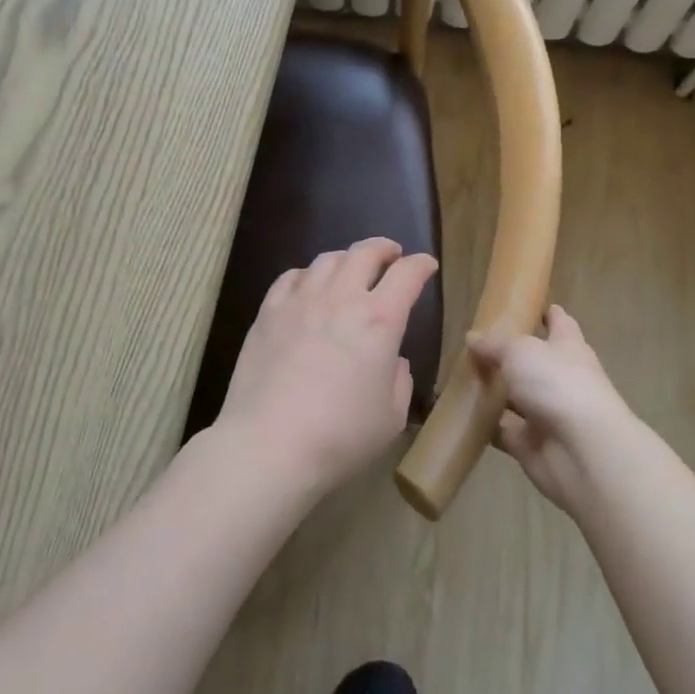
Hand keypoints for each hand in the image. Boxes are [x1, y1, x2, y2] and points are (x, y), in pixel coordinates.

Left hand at [215, 238, 438, 497]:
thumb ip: (399, 380)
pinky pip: (291, 277)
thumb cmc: (340, 436)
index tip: (427, 265)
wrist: (269, 444)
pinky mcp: (268, 312)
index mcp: (380, 320)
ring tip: (351, 268)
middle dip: (384, 249)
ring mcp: (301, 301)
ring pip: (327, 259)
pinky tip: (309, 285)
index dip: (421, 265)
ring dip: (347, 258)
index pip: (407, 275)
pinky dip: (308, 274)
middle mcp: (342, 298)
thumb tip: (393, 360)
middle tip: (391, 254)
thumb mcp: (390, 417)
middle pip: (365, 253)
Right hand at [471, 306, 641, 514]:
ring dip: (493, 392)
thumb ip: (494, 344)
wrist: (583, 452)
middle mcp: (560, 378)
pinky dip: (485, 425)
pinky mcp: (532, 444)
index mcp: (568, 347)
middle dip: (508, 356)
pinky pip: (503, 430)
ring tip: (459, 379)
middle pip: (533, 362)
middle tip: (473, 346)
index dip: (546, 313)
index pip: (559, 322)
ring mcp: (547, 413)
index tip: (526, 305)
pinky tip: (461, 415)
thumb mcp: (520, 351)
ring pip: (515, 398)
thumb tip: (472, 337)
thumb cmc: (558, 385)